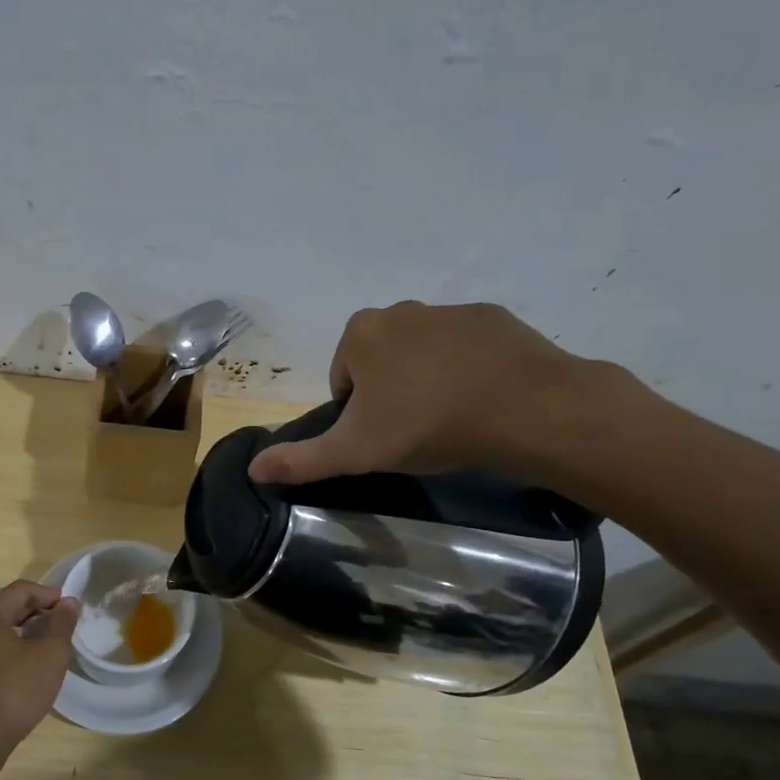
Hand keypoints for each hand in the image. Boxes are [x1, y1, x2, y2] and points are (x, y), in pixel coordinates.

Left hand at [0, 580, 79, 757]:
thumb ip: (61, 624)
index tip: (73, 609)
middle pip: (10, 607)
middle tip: (67, 627)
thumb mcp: (49, 654)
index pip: (22, 590)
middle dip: (41, 612)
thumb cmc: (14, 690)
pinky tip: (33, 666)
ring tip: (54, 646)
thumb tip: (68, 602)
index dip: (50, 594)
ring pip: (3, 629)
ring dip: (30, 631)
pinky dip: (17, 648)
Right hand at [248, 301, 617, 486]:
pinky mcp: (494, 318)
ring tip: (451, 419)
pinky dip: (467, 370)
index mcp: (362, 334)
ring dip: (428, 381)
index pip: (343, 378)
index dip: (357, 413)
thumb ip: (301, 459)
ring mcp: (451, 310)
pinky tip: (483, 400)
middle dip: (391, 393)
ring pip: (423, 353)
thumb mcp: (355, 451)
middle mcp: (401, 310)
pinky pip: (466, 348)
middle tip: (414, 431)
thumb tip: (252, 468)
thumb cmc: (427, 425)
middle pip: (381, 362)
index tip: (382, 437)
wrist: (526, 409)